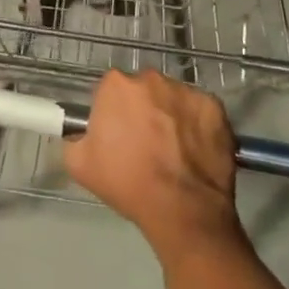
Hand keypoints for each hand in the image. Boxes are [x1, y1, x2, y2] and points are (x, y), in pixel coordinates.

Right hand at [63, 70, 241, 257]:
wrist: (182, 210)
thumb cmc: (127, 183)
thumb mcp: (79, 165)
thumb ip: (74, 138)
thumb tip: (81, 132)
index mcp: (116, 85)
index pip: (110, 91)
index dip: (113, 113)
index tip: (117, 136)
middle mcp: (151, 78)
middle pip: (143, 90)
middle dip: (142, 110)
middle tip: (145, 143)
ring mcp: (186, 90)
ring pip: (172, 98)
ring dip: (170, 115)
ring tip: (173, 150)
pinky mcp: (214, 106)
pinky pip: (199, 111)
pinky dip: (197, 125)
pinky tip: (195, 151)